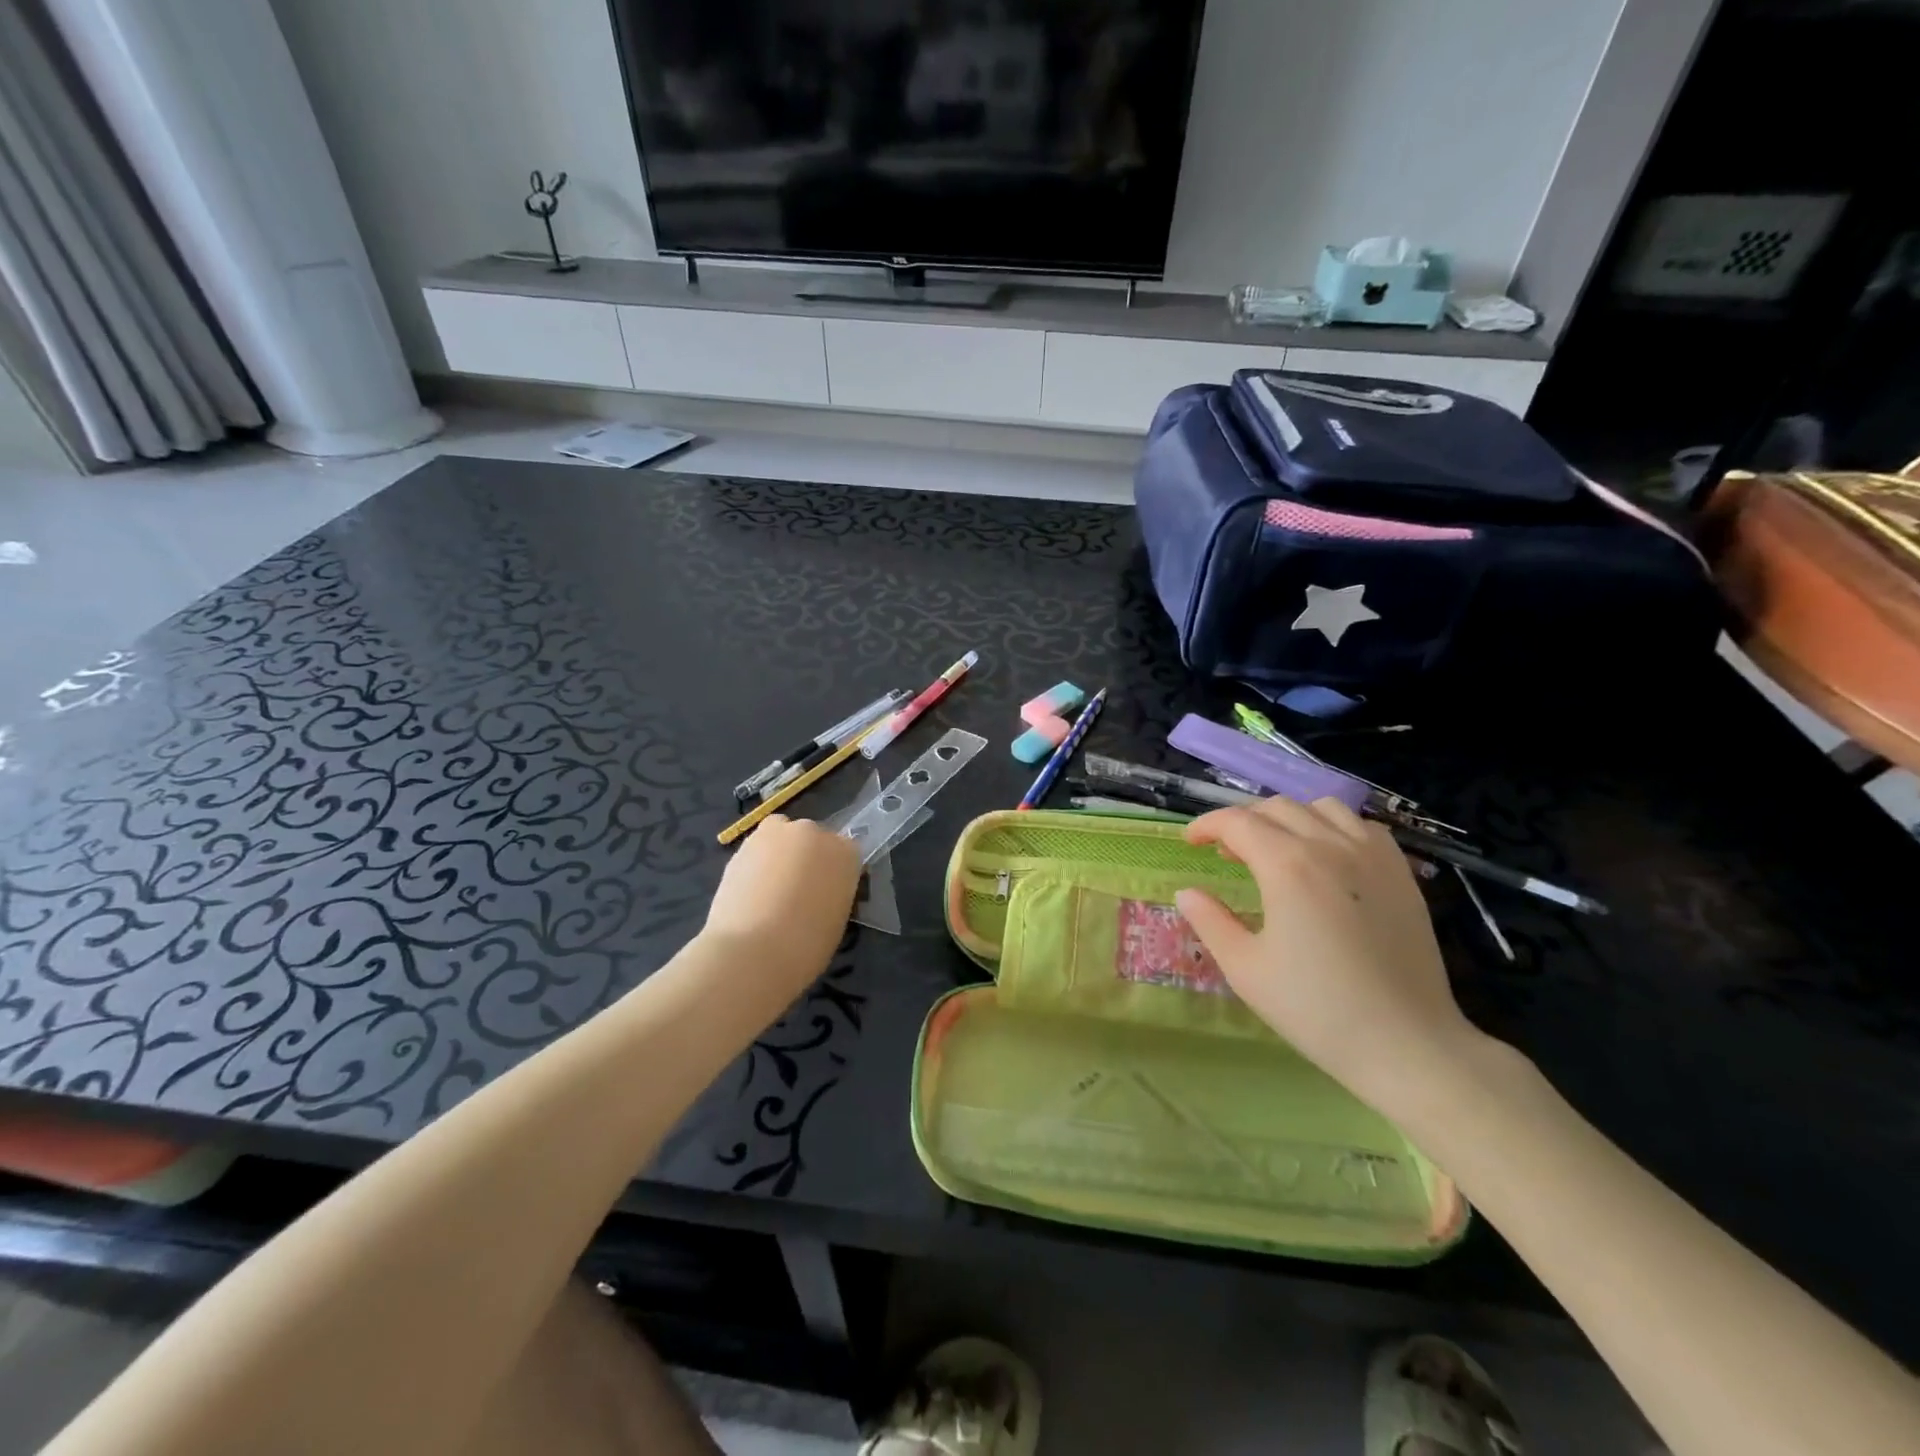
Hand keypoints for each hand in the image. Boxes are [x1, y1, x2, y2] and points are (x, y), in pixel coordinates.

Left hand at [704, 815, 861, 989]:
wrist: (752, 951)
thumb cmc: (806, 945)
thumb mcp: (836, 919)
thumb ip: (833, 893)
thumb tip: (819, 893)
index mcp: (846, 852)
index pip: (847, 851)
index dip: (835, 872)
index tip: (827, 893)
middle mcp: (814, 833)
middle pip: (813, 838)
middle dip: (807, 858)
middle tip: (798, 891)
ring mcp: (777, 833)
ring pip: (782, 836)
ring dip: (780, 855)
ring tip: (770, 890)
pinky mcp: (744, 844)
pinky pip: (757, 849)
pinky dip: (755, 864)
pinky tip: (750, 893)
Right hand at [1176, 797, 1483, 1116]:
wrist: (1407, 1044)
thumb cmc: (1317, 1009)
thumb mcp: (1245, 969)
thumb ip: (1210, 922)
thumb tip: (1187, 893)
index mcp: (1288, 866)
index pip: (1237, 822)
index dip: (1207, 825)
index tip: (1191, 842)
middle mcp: (1331, 846)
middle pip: (1277, 808)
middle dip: (1243, 821)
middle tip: (1227, 852)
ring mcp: (1373, 856)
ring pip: (1322, 807)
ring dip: (1289, 818)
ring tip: (1277, 849)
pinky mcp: (1403, 874)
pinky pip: (1362, 826)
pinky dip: (1334, 827)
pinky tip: (1328, 858)